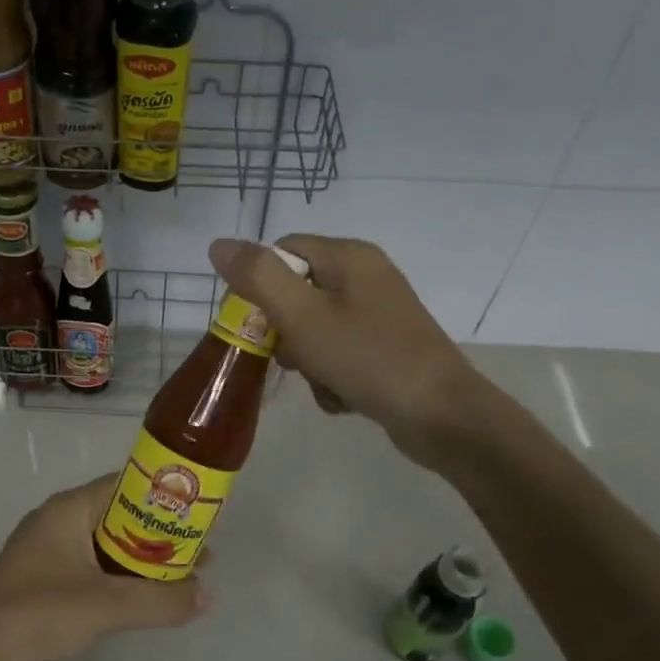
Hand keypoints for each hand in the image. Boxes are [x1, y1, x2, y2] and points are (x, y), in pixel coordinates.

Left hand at [0, 473, 208, 660]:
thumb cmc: (37, 615)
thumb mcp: (105, 606)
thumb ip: (159, 600)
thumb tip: (206, 596)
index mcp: (69, 509)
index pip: (126, 485)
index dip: (165, 498)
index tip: (200, 515)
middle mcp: (58, 521)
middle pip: (121, 516)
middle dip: (161, 535)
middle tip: (201, 554)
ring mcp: (48, 552)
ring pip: (108, 546)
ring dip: (144, 561)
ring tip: (183, 579)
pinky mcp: (44, 581)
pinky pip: (93, 569)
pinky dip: (121, 579)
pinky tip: (144, 600)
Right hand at [208, 235, 485, 468]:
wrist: (441, 415)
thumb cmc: (367, 358)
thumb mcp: (303, 316)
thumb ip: (258, 277)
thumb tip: (218, 245)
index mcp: (348, 256)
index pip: (282, 252)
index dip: (259, 286)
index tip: (254, 325)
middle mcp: (366, 276)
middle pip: (297, 292)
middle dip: (286, 332)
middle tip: (292, 358)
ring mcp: (379, 313)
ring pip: (315, 328)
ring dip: (308, 361)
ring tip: (323, 382)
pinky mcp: (386, 346)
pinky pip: (339, 353)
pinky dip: (332, 376)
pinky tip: (342, 397)